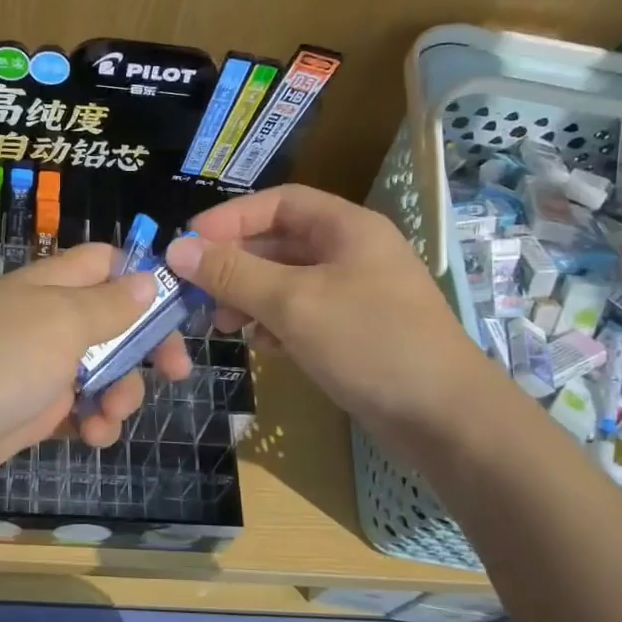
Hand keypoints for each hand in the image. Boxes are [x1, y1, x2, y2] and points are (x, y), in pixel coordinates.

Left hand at [0, 242, 191, 494]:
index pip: (107, 263)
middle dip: (147, 348)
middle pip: (117, 322)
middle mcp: (51, 320)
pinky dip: (94, 422)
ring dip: (121, 394)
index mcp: (55, 285)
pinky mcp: (38, 410)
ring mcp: (44, 367)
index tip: (176, 307)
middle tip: (176, 371)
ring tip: (109, 417)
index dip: (143, 277)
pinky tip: (92, 437)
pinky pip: (83, 410)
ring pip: (106, 372)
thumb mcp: (64, 321)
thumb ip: (110, 304)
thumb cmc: (2, 358)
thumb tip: (149, 279)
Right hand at [165, 184, 485, 436]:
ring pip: (287, 282)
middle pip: (279, 243)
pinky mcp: (355, 333)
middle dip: (235, 265)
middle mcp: (352, 253)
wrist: (445, 418)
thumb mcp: (293, 302)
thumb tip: (177, 248)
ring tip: (224, 324)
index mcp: (347, 228)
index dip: (229, 218)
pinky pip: (302, 315)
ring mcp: (356, 295)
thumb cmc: (369, 343)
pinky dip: (275, 324)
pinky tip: (261, 345)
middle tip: (197, 292)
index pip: (277, 203)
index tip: (188, 244)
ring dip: (250, 297)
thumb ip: (233, 273)